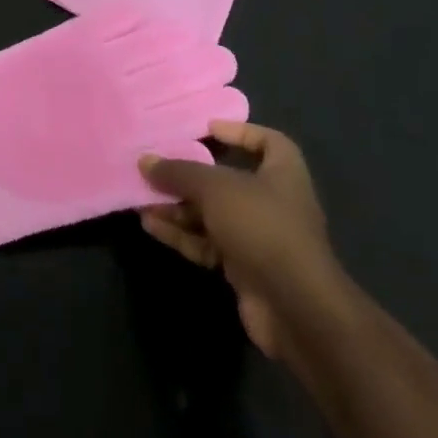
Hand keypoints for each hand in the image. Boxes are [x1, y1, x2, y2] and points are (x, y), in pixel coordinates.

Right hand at [138, 121, 341, 359]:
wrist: (295, 308)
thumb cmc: (262, 226)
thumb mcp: (215, 188)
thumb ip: (179, 173)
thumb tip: (144, 160)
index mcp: (283, 173)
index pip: (267, 141)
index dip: (239, 132)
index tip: (206, 129)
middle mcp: (274, 202)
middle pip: (228, 180)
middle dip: (190, 176)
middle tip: (157, 167)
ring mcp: (260, 237)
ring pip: (212, 214)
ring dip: (178, 207)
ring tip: (142, 198)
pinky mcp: (245, 268)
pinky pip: (208, 243)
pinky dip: (182, 234)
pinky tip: (151, 226)